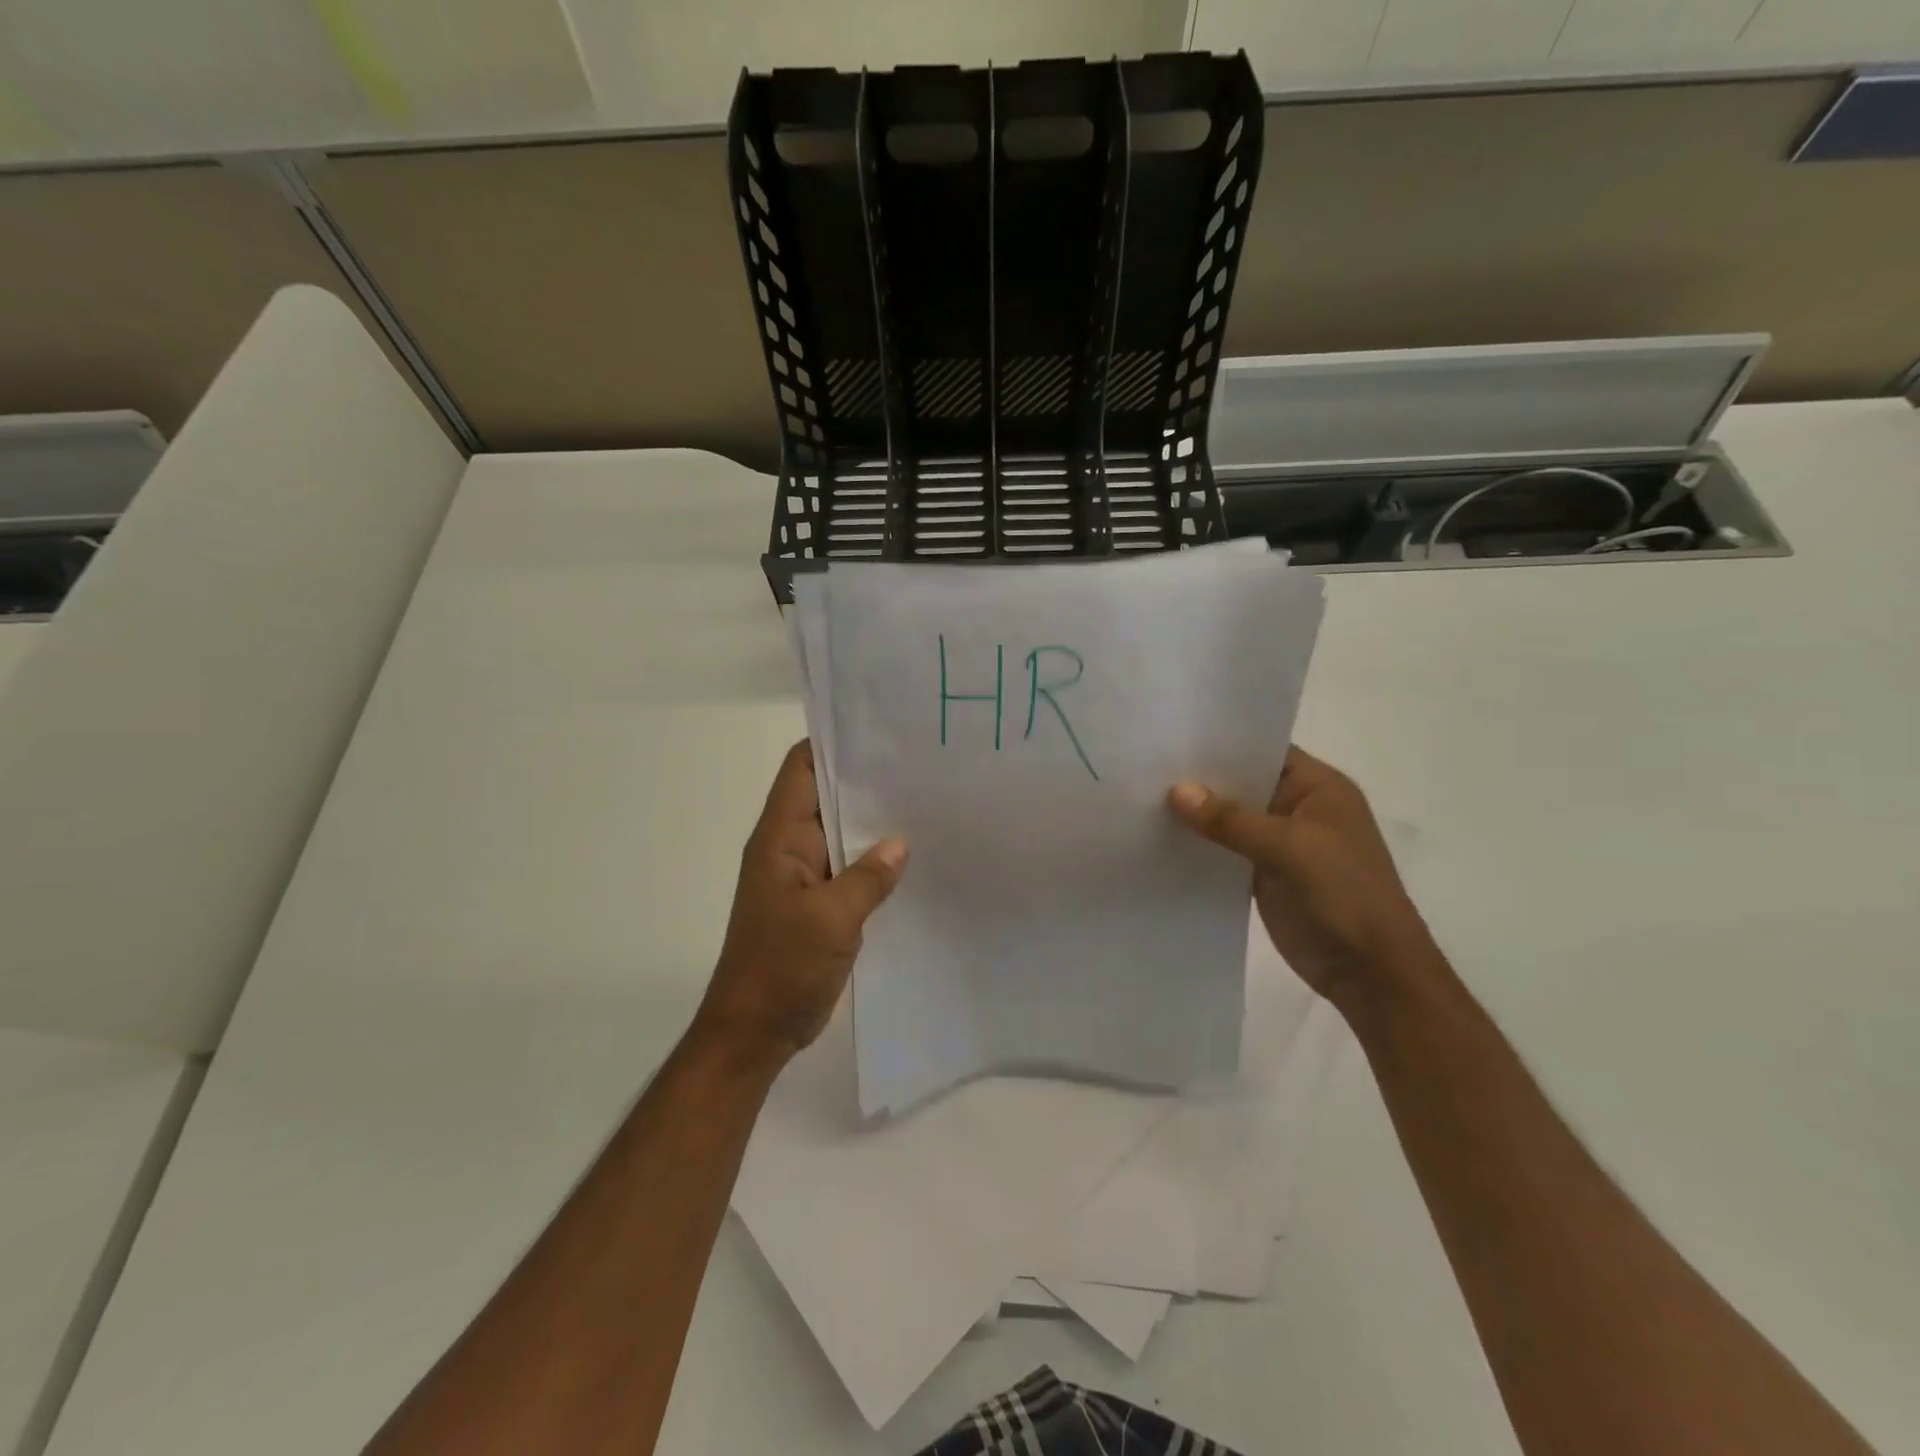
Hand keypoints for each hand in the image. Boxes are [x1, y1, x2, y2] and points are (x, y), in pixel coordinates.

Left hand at [696, 740, 906, 1065]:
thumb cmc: (781, 968)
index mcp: (780, 838)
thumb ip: (868, 877)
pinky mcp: (822, 903)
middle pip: (828, 796)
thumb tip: (900, 842)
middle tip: (921, 764)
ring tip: (928, 802)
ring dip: (875, 822)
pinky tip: (915, 857)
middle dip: (868, 781)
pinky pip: (852, 868)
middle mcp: (791, 847)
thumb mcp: (830, 920)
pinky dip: (877, 860)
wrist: (755, 1031)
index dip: (835, 743)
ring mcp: (807, 876)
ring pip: (843, 833)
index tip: (882, 731)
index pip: (802, 768)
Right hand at [1168, 747, 1434, 1006]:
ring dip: (1197, 815)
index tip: (1173, 735)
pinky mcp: (1264, 875)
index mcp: (1318, 788)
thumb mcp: (1289, 847)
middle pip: (1242, 784)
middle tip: (1146, 765)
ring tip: (1142, 797)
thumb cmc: (1343, 893)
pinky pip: (1226, 851)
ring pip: (1230, 819)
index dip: (1222, 743)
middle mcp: (1297, 808)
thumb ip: (1231, 820)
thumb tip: (1176, 791)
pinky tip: (1161, 839)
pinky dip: (1201, 847)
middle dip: (1201, 779)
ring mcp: (1280, 843)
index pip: (1264, 750)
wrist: (1370, 972)